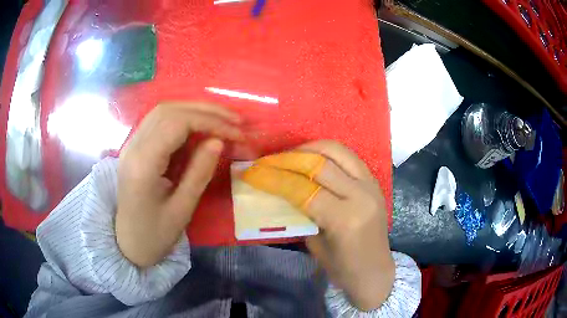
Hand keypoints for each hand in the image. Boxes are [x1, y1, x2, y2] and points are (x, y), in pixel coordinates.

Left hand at [116, 102, 242, 267]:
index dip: (211, 121)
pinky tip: (199, 128)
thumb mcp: (182, 209)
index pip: (177, 123)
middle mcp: (133, 146)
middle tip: (235, 121)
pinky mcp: (134, 147)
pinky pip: (159, 122)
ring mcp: (131, 145)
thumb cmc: (155, 235)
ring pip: (163, 111)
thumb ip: (199, 172)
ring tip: (221, 120)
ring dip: (194, 110)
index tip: (236, 132)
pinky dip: (182, 119)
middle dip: (205, 111)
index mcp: (143, 164)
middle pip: (169, 110)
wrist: (128, 244)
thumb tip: (218, 141)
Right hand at [241, 140, 394, 310]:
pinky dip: (326, 153)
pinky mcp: (374, 181)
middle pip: (319, 164)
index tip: (253, 172)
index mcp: (345, 219)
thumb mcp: (314, 243)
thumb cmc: (343, 268)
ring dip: (308, 148)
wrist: (375, 271)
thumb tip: (279, 190)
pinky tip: (311, 159)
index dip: (274, 179)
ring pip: (337, 151)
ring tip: (289, 156)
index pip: (303, 190)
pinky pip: (348, 157)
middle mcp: (361, 196)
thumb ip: (299, 213)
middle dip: (287, 159)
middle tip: (268, 161)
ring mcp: (371, 185)